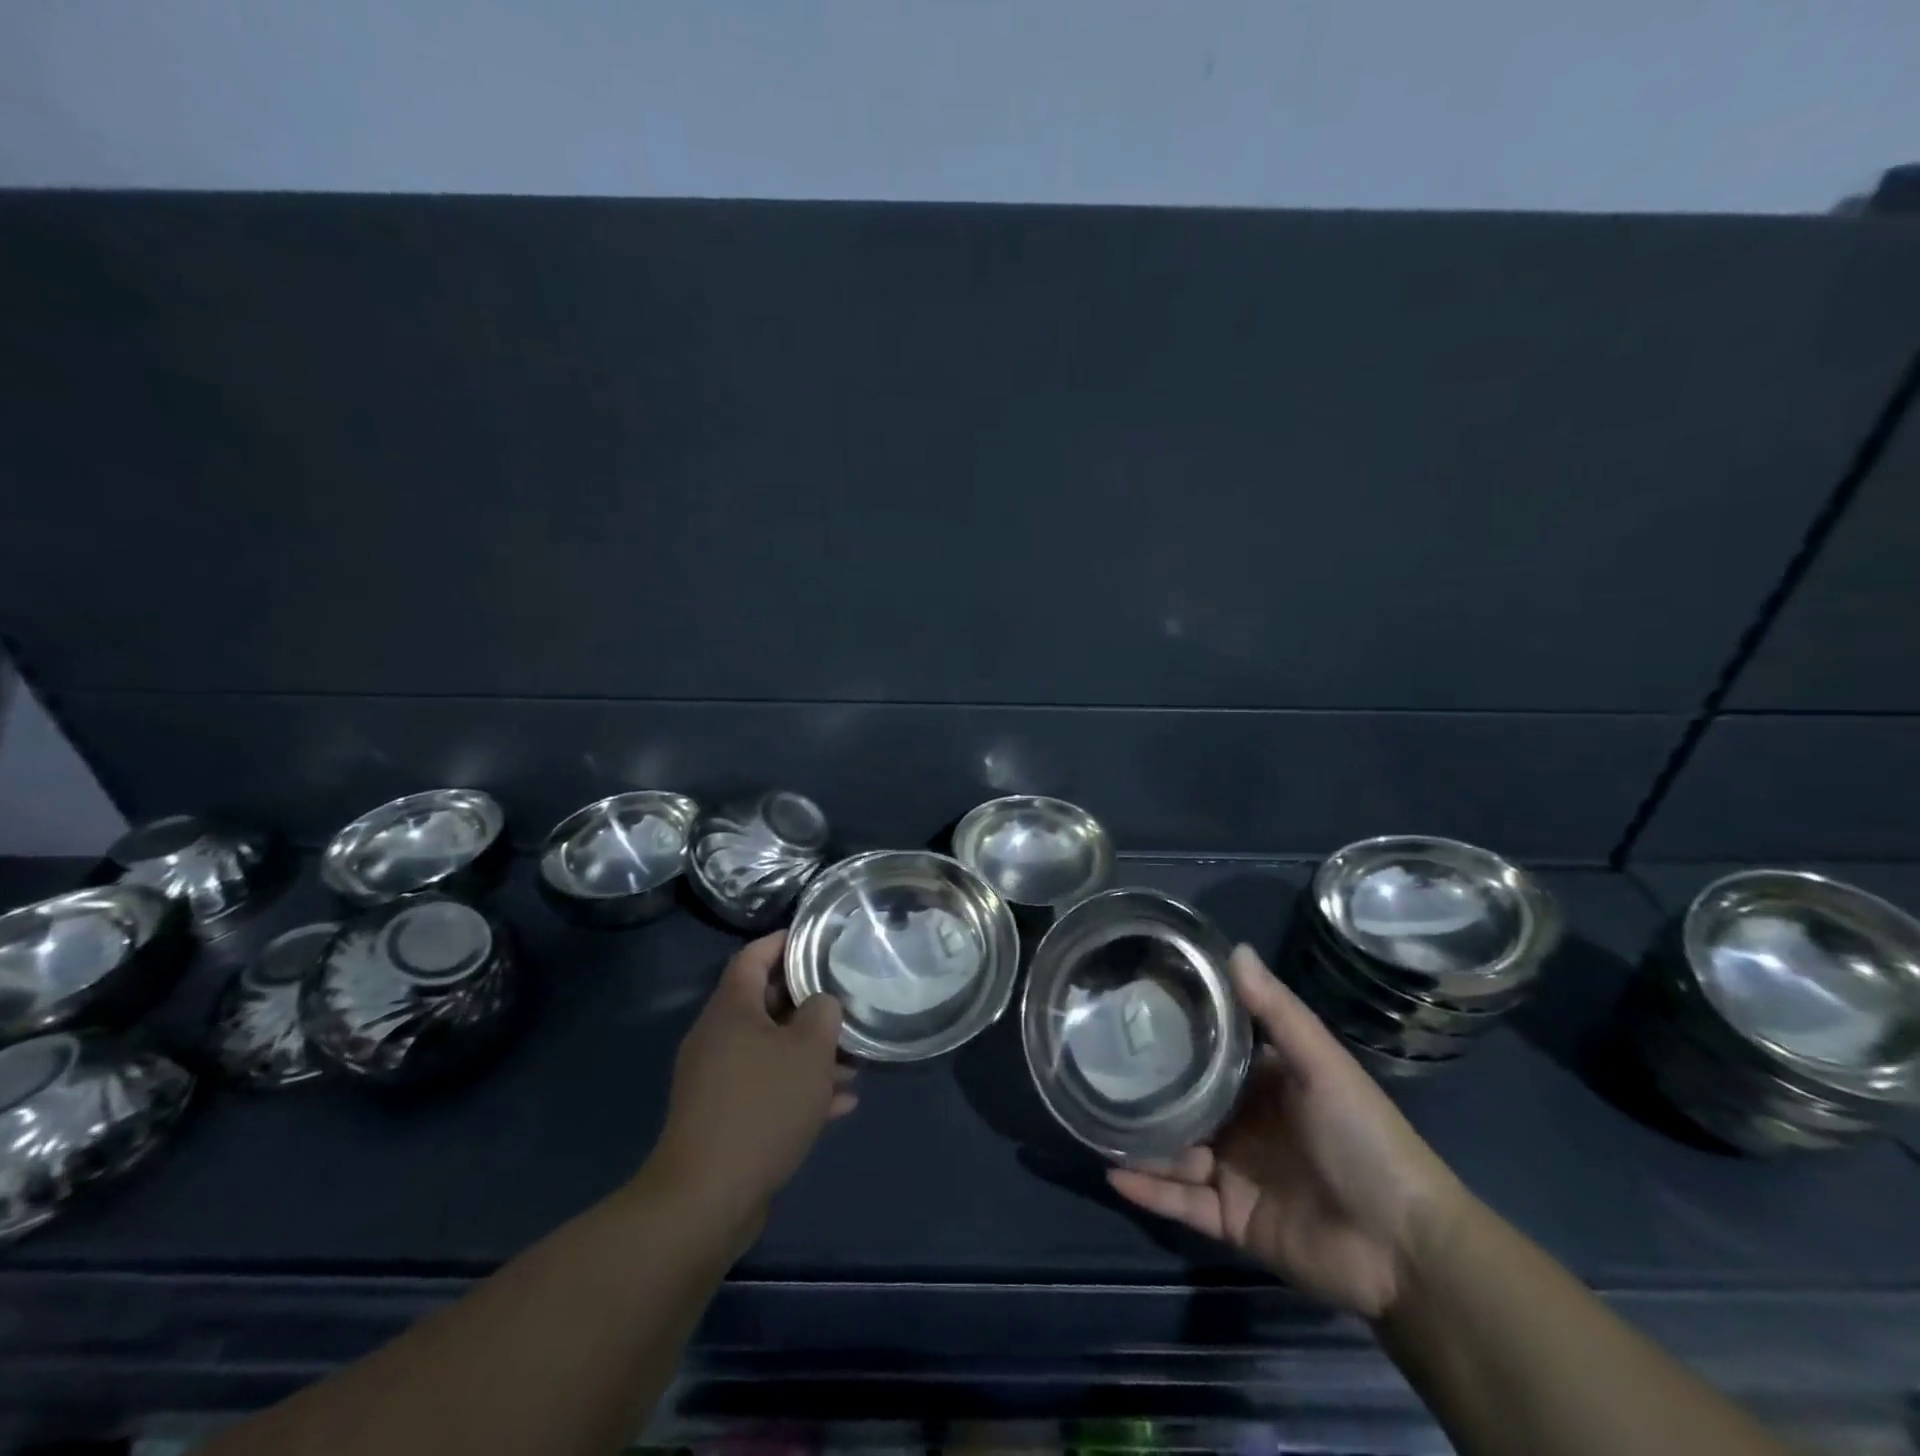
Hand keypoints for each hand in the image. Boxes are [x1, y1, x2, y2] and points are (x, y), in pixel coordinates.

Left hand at [645, 932, 855, 1241]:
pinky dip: (799, 1089)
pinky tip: (840, 1104)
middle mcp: (718, 1037)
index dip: (784, 941)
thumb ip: (822, 1013)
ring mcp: (718, 1079)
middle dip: (809, 1004)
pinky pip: (767, 1088)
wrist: (707, 1197)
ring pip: (771, 1050)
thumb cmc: (762, 1106)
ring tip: (854, 1062)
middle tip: (847, 1001)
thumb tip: (821, 1004)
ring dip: (810, 1053)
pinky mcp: (724, 1116)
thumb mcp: (808, 1050)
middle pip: (766, 1003)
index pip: (754, 956)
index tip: (818, 938)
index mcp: (731, 1009)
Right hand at [1108, 947, 1470, 1319]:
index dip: (1175, 1031)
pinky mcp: (1231, 1218)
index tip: (1132, 1007)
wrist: (1406, 1248)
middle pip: (1184, 1101)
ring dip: (1139, 1139)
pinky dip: (1149, 1191)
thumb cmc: (1364, 1138)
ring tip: (1092, 1118)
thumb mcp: (1321, 1064)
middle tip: (1095, 1064)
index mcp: (1264, 1082)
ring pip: (1173, 1151)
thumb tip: (1235, 947)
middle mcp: (1244, 1122)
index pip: (1210, 1050)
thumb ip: (1277, 1011)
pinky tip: (1112, 1172)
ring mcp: (1235, 1171)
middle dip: (1146, 1087)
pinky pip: (1181, 1201)